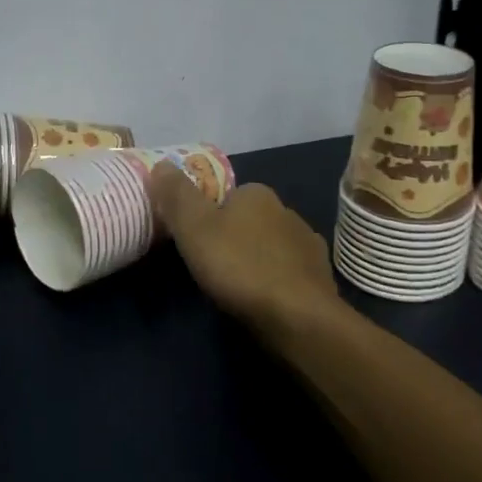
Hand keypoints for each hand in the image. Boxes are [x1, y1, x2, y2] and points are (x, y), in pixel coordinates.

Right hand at [148, 164, 338, 332]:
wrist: (298, 317)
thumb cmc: (239, 266)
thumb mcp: (194, 228)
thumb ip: (177, 195)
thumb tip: (162, 163)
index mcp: (257, 194)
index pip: (227, 195)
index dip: (208, 214)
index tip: (194, 239)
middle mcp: (287, 211)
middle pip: (250, 220)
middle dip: (234, 237)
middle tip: (211, 266)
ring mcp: (308, 244)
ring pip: (272, 246)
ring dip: (257, 259)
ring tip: (237, 287)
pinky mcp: (320, 277)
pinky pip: (290, 272)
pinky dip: (278, 281)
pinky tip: (266, 300)